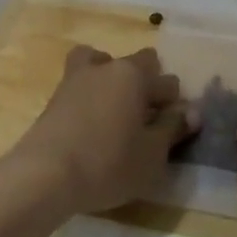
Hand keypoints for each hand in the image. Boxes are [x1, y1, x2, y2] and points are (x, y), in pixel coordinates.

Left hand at [3, 46, 189, 215]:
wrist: (45, 174)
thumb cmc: (108, 163)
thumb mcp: (151, 155)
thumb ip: (172, 129)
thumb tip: (192, 111)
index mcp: (134, 75)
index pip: (167, 81)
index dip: (174, 103)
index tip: (173, 127)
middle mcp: (107, 66)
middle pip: (135, 63)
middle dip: (146, 82)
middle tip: (146, 116)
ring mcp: (76, 77)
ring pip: (101, 62)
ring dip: (112, 77)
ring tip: (114, 107)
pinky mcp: (55, 95)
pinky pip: (81, 82)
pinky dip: (89, 92)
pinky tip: (91, 119)